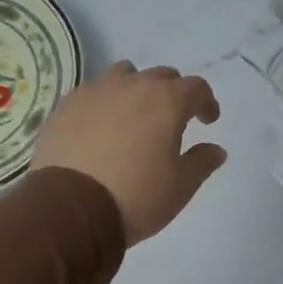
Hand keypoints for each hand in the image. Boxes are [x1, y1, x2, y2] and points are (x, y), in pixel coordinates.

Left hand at [30, 62, 226, 244]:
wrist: (70, 209)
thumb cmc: (136, 196)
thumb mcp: (181, 186)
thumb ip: (202, 162)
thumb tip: (216, 149)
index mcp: (167, 101)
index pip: (196, 87)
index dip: (206, 102)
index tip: (207, 121)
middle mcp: (133, 86)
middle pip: (161, 75)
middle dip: (173, 93)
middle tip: (173, 118)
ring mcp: (96, 92)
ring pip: (124, 74)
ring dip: (137, 87)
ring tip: (135, 113)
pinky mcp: (66, 105)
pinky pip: (93, 91)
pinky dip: (105, 101)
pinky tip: (101, 125)